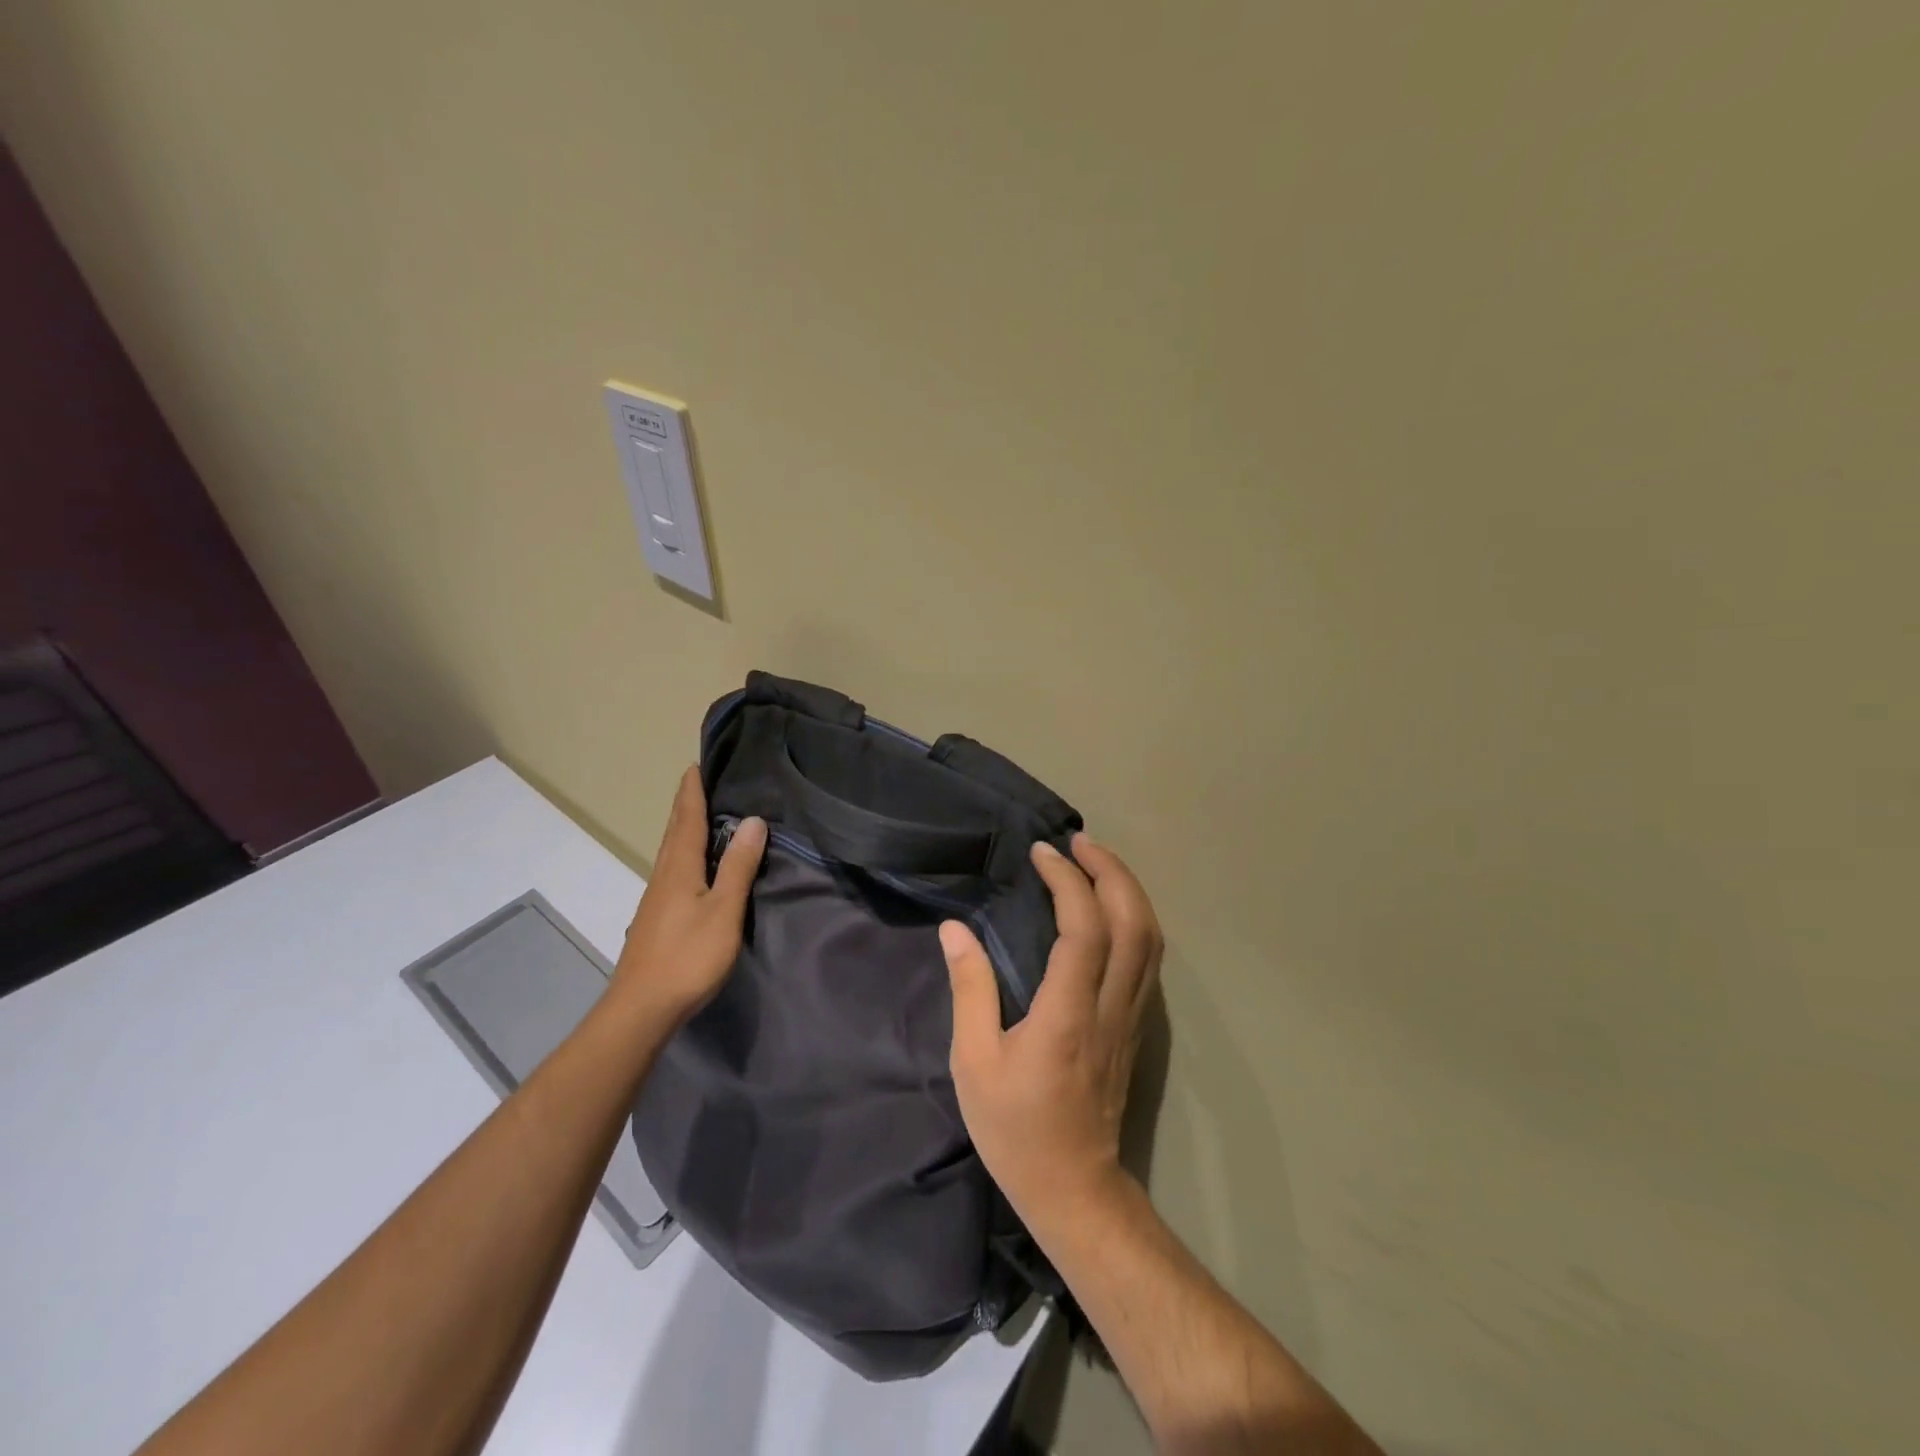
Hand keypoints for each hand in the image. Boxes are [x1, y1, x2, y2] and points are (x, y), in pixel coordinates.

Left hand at [612, 766, 766, 1026]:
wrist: (641, 1009)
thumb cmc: (687, 956)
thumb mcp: (723, 910)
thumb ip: (738, 866)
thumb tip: (753, 820)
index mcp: (678, 866)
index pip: (686, 817)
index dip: (693, 790)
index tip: (697, 763)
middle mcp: (663, 874)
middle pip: (675, 830)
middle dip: (688, 803)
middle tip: (705, 780)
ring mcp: (657, 897)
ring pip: (673, 851)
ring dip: (687, 827)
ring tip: (707, 813)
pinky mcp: (658, 917)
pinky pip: (675, 870)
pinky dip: (687, 852)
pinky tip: (699, 864)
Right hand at [941, 834, 1163, 1228]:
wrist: (1075, 1189)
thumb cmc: (1015, 1129)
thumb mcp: (973, 1062)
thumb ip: (969, 990)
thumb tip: (955, 930)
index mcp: (1067, 1014)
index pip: (1084, 930)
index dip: (1068, 882)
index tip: (1043, 853)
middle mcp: (1110, 1007)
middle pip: (1133, 923)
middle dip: (1111, 871)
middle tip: (1079, 842)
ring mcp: (1131, 1017)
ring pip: (1150, 939)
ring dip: (1127, 890)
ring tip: (1096, 861)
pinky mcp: (1136, 1026)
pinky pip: (1147, 958)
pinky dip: (1134, 918)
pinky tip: (1110, 907)